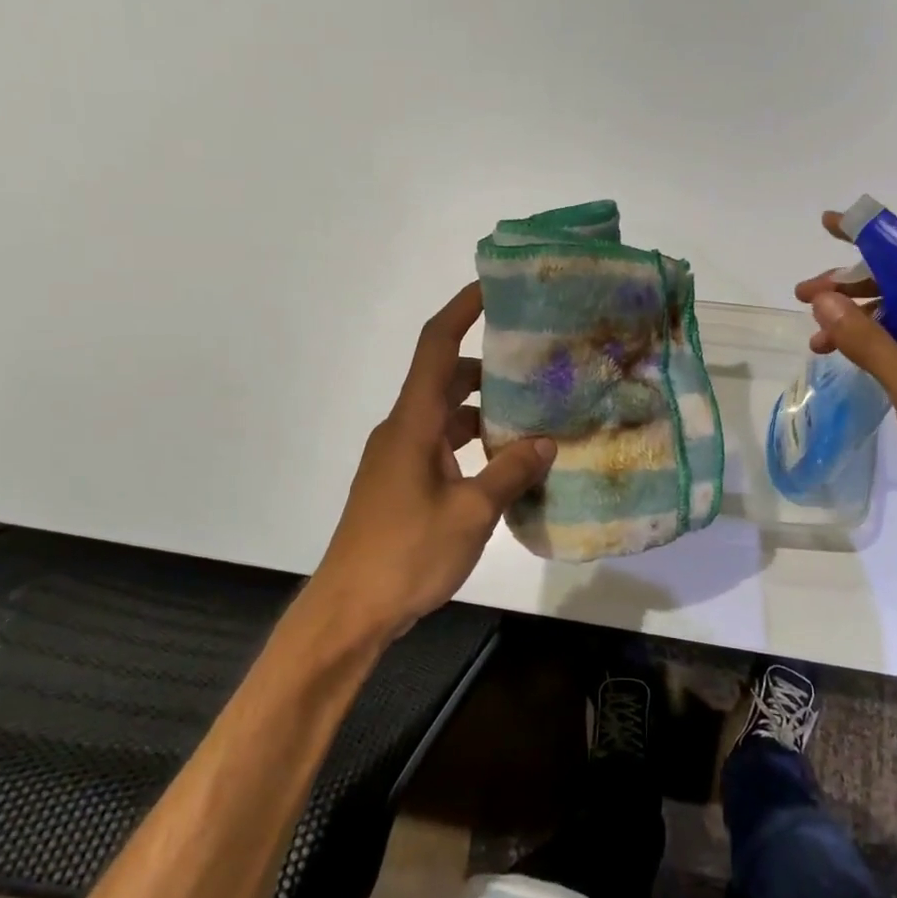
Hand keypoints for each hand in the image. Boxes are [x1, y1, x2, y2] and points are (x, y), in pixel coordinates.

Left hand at [310, 283, 554, 637]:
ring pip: (446, 417)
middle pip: (446, 379)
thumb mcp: (470, 513)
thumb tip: (545, 443)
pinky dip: (473, 447)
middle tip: (538, 369)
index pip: (436, 346)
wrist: (350, 609)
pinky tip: (506, 468)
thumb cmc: (406, 554)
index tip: (493, 288)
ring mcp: (400, 459)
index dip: (462, 310)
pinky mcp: (402, 485)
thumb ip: (509, 473)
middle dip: (489, 370)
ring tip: (535, 422)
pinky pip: (442, 448)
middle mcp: (403, 430)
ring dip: (484, 414)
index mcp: (413, 423)